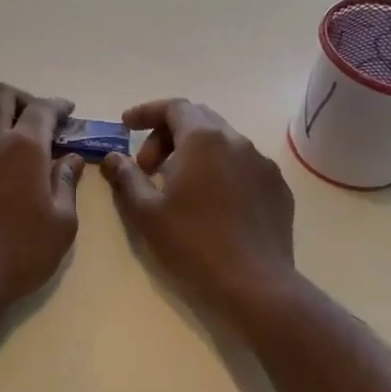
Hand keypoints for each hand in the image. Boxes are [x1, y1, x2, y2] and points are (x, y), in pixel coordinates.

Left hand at [0, 83, 84, 317]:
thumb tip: (71, 159)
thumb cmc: (21, 252)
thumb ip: (67, 184)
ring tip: (5, 132)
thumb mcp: (62, 223)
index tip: (68, 112)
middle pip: (0, 95)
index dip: (58, 106)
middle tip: (37, 118)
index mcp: (24, 147)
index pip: (42, 109)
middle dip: (22, 98)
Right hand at [101, 99, 295, 316]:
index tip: (126, 126)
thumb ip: (126, 178)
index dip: (146, 112)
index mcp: (203, 140)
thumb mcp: (147, 213)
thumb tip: (113, 158)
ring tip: (178, 185)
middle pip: (198, 119)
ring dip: (195, 152)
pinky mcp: (278, 188)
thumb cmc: (194, 244)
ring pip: (223, 142)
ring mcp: (263, 164)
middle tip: (147, 166)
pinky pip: (244, 165)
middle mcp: (237, 141)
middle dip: (167, 134)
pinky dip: (220, 170)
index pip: (174, 107)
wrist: (256, 285)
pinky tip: (212, 203)